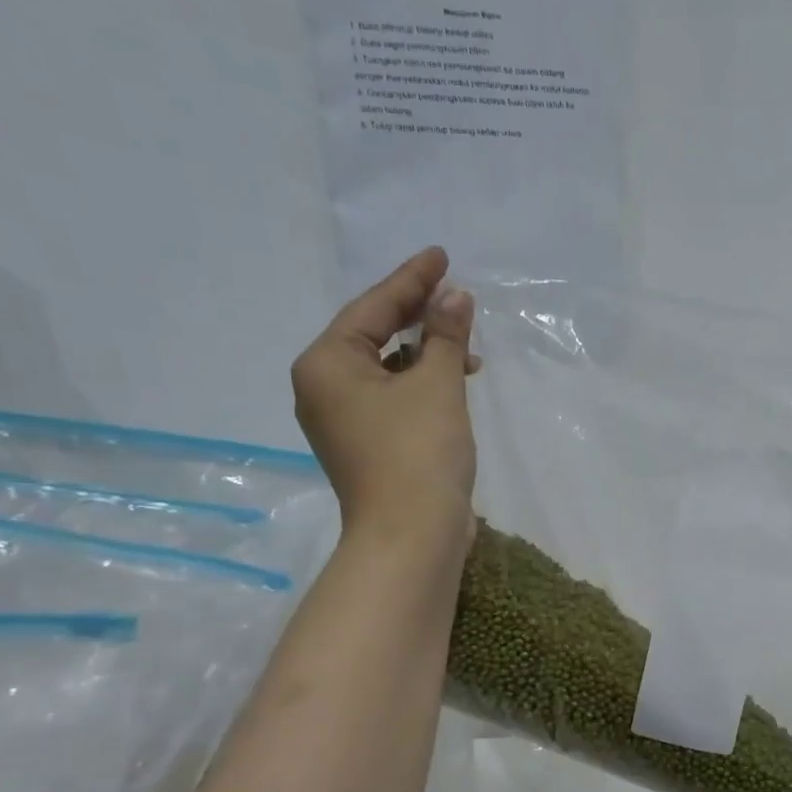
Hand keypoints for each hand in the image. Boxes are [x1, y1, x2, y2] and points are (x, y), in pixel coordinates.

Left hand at [291, 246, 479, 546]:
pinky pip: (393, 397)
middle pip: (374, 336)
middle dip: (418, 316)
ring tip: (466, 346)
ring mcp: (344, 421)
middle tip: (456, 295)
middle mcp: (324, 388)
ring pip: (386, 369)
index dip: (411, 280)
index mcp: (326, 364)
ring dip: (426, 353)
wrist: (412, 535)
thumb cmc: (418, 452)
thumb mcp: (438, 385)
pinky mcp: (368, 446)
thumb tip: (456, 296)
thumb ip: (446, 335)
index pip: (372, 307)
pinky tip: (453, 383)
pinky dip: (422, 384)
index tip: (441, 256)